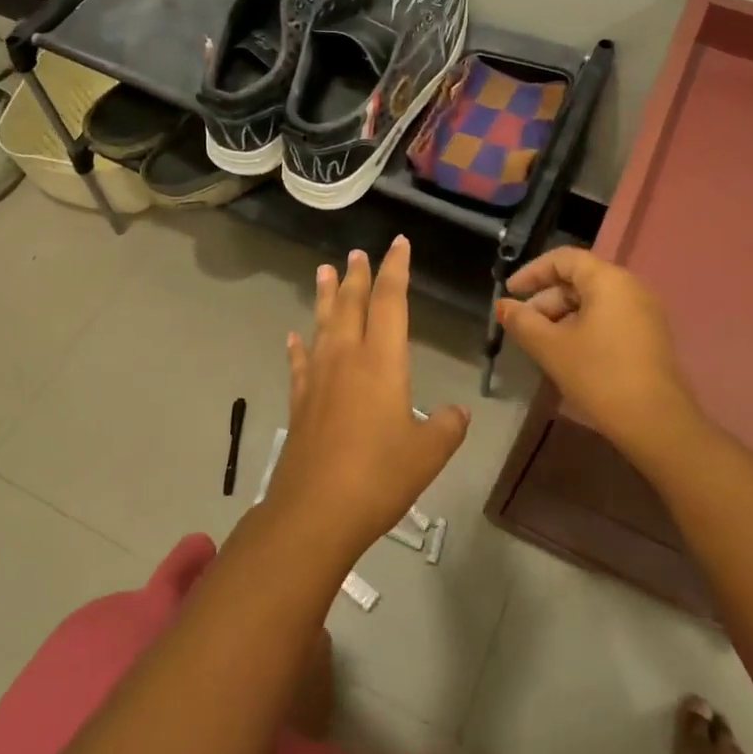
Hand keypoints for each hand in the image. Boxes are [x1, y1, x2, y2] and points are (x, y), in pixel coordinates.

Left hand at [268, 237, 468, 564]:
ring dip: (324, 296)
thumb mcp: (428, 453)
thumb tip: (458, 412)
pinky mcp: (300, 400)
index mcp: (382, 361)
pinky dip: (298, 346)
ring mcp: (318, 377)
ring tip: (323, 271)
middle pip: (351, 304)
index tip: (398, 244)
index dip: (395, 269)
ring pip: (322, 324)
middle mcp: (347, 358)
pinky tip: (293, 336)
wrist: (316, 509)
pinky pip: (299, 362)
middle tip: (357, 253)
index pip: (391, 301)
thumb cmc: (380, 476)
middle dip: (357, 276)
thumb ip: (447, 427)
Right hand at [497, 247, 697, 465]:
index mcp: (608, 280)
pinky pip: (609, 318)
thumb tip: (503, 306)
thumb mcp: (551, 347)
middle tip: (524, 327)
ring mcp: (645, 313)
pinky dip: (583, 327)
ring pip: (593, 301)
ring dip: (562, 316)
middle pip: (579, 279)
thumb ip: (522, 321)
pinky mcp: (650, 337)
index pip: (563, 258)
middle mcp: (631, 287)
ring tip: (542, 344)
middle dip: (546, 299)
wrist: (656, 423)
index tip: (510, 294)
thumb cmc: (599, 375)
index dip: (532, 272)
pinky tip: (568, 354)